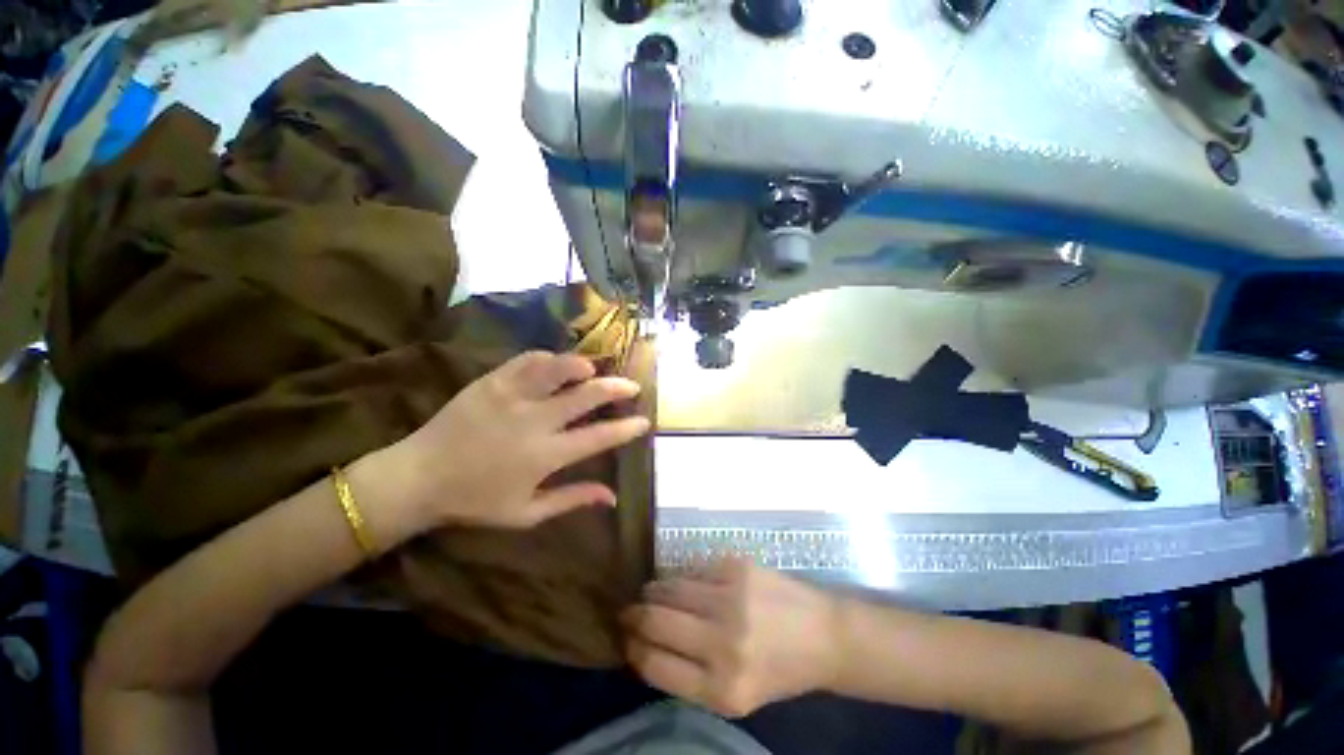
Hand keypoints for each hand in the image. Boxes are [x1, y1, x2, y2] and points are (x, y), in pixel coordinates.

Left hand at [367, 351, 650, 534]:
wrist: (418, 477)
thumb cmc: (474, 501)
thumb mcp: (526, 513)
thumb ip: (572, 500)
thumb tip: (612, 497)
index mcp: (545, 455)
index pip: (599, 437)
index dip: (626, 428)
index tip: (644, 421)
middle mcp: (534, 420)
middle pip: (587, 395)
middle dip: (616, 388)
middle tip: (632, 386)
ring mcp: (512, 396)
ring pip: (558, 369)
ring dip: (583, 365)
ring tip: (596, 368)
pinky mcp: (491, 381)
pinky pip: (527, 360)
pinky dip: (548, 358)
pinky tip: (557, 363)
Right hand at [623, 559, 841, 717]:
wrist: (822, 635)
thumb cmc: (778, 671)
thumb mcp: (734, 695)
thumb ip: (689, 676)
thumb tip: (645, 646)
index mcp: (721, 689)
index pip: (654, 664)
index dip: (633, 649)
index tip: (625, 640)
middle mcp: (723, 643)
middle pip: (656, 622)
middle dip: (634, 616)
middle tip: (627, 611)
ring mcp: (730, 599)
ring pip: (670, 589)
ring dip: (654, 591)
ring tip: (650, 593)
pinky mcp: (737, 568)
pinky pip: (693, 571)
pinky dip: (683, 578)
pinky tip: (685, 584)